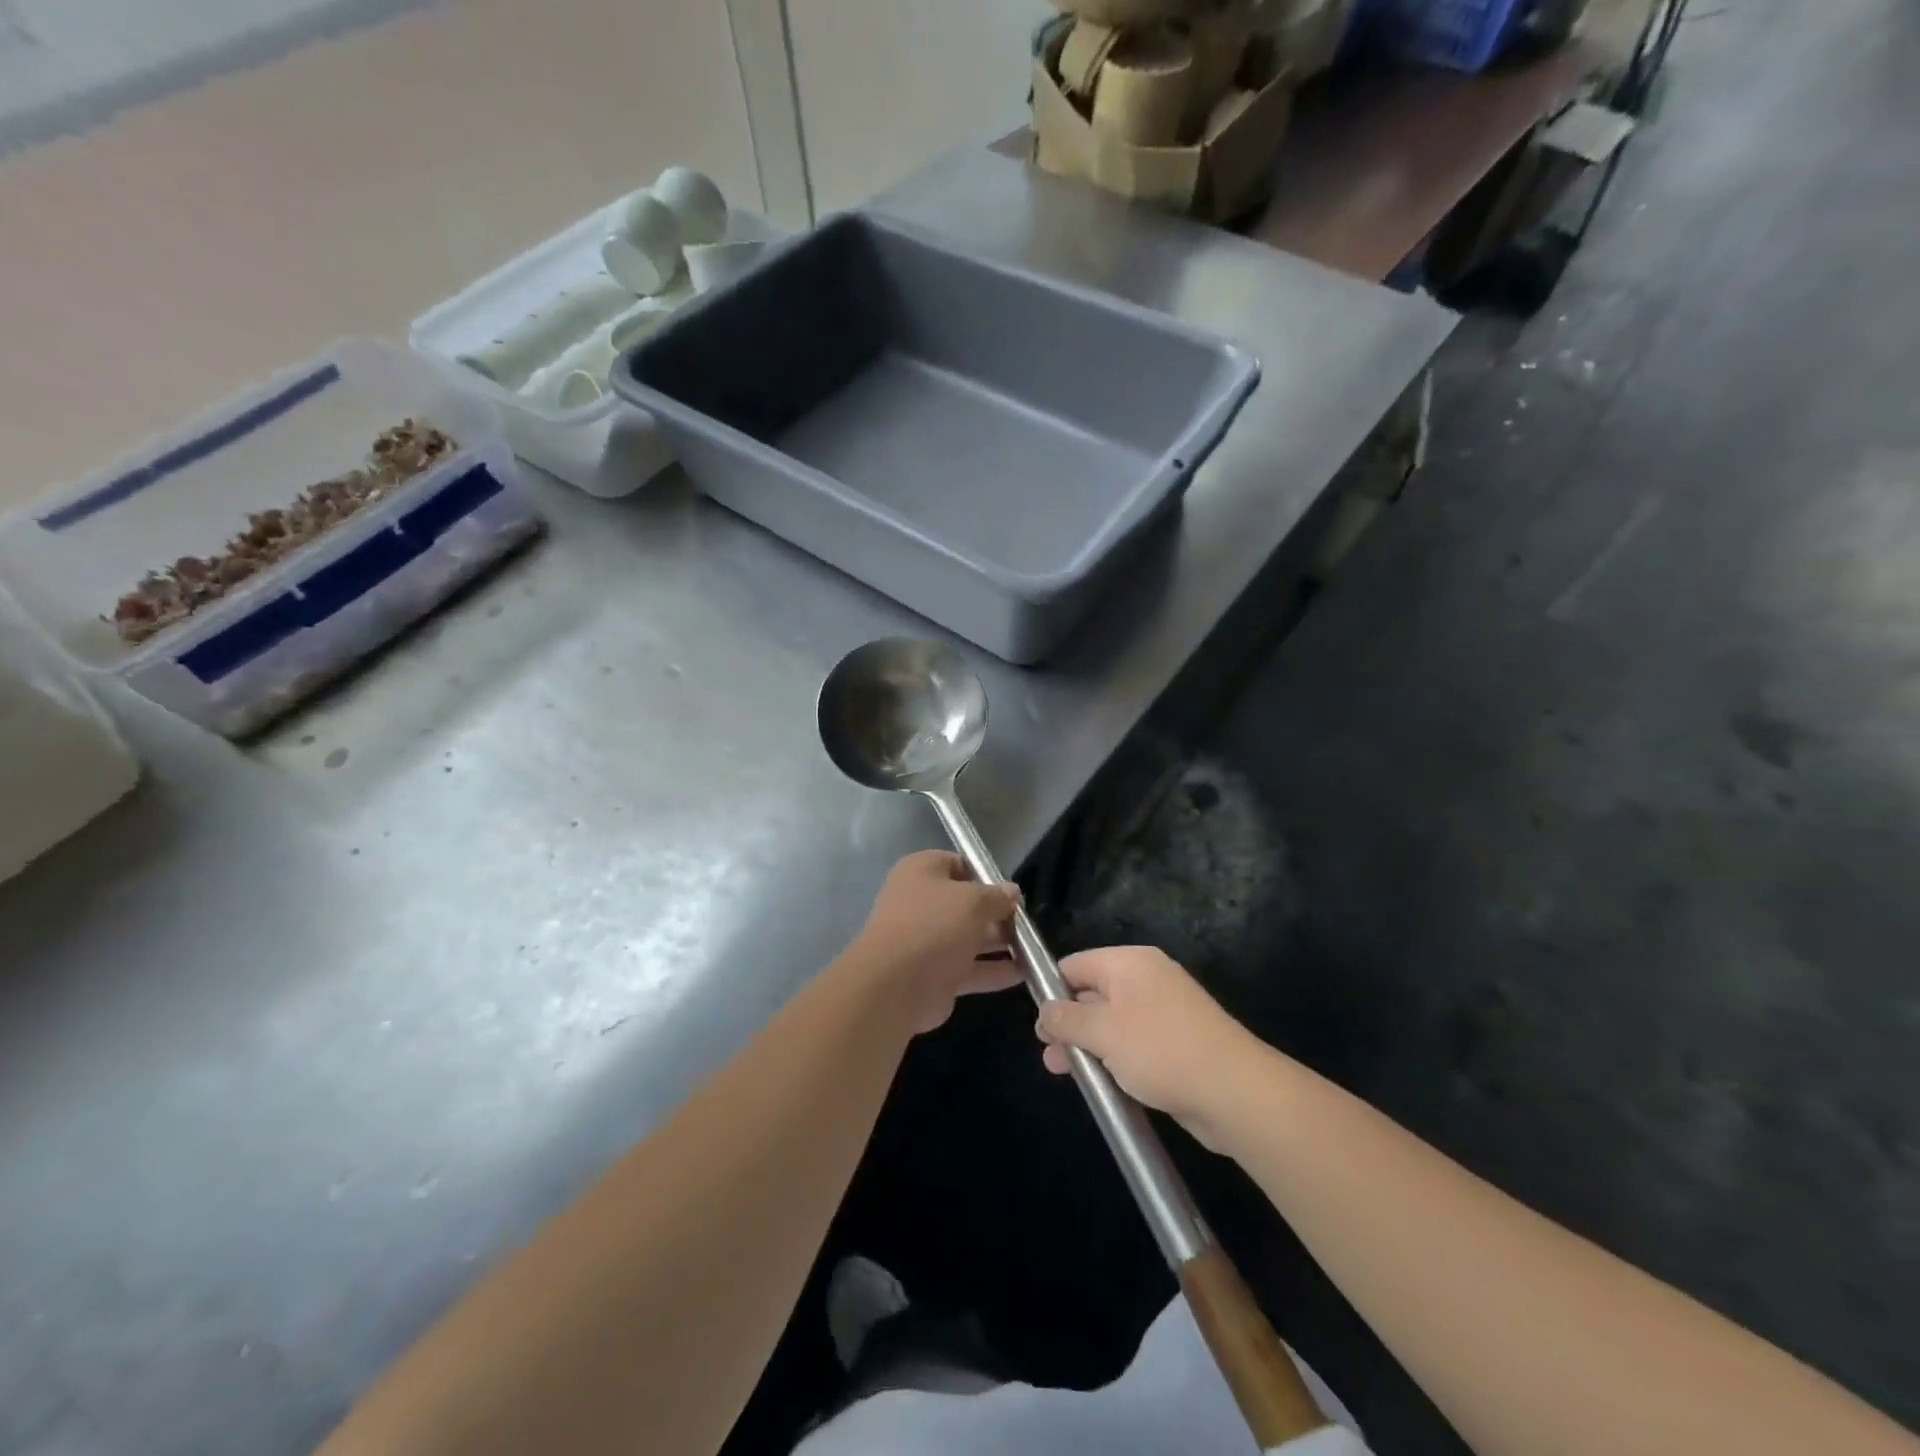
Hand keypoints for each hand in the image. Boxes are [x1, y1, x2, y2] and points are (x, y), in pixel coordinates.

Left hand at [845, 851, 1022, 1033]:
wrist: (895, 984)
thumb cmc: (933, 924)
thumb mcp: (973, 900)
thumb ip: (996, 896)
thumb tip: (1012, 893)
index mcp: (922, 872)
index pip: (958, 864)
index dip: (986, 875)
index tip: (1011, 890)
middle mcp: (922, 903)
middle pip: (967, 904)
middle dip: (998, 913)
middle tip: (1027, 922)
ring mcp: (928, 941)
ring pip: (971, 937)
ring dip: (1001, 943)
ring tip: (1035, 948)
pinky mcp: (936, 974)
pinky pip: (971, 968)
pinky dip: (995, 970)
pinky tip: (1026, 972)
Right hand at [1034, 946, 1263, 1148]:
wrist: (1235, 1093)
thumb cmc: (1161, 1051)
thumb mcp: (1103, 1032)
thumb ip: (1067, 1019)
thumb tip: (1045, 1011)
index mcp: (1129, 963)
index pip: (1076, 964)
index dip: (1052, 990)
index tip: (1038, 1023)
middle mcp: (1146, 980)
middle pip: (1092, 993)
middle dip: (1068, 1023)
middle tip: (1048, 1054)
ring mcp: (1163, 1012)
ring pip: (1111, 1022)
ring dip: (1087, 1045)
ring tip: (1064, 1072)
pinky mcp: (1175, 1043)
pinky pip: (1133, 1043)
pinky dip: (1114, 1058)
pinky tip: (1101, 1082)